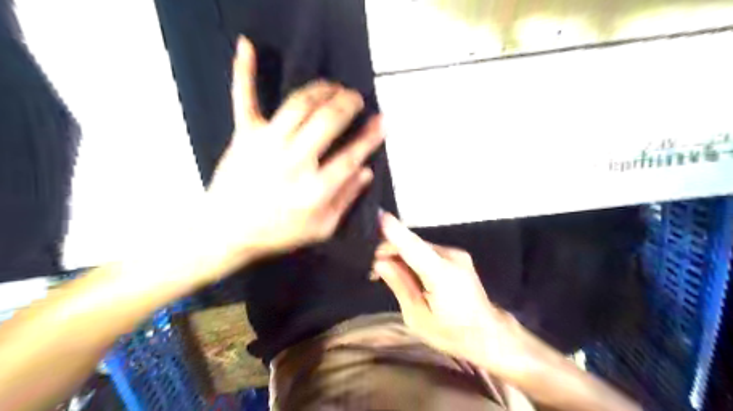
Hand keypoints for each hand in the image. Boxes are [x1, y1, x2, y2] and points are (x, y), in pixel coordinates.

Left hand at [200, 38, 383, 263]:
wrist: (228, 231)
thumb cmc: (278, 233)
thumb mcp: (321, 228)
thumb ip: (346, 199)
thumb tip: (366, 172)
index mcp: (315, 189)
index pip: (352, 155)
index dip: (371, 136)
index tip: (383, 121)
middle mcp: (294, 162)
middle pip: (328, 121)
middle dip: (348, 104)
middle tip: (356, 99)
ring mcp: (267, 145)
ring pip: (299, 105)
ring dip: (321, 90)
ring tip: (333, 87)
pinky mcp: (244, 136)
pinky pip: (244, 98)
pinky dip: (245, 71)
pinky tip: (248, 46)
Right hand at [374, 211, 523, 374]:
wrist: (488, 333)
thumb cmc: (451, 333)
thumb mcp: (418, 317)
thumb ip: (400, 286)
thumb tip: (381, 263)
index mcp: (442, 276)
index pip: (414, 248)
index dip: (396, 232)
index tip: (379, 216)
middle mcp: (452, 258)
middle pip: (413, 244)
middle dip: (391, 251)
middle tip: (375, 272)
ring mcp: (457, 254)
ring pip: (419, 246)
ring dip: (402, 255)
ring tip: (392, 275)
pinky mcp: (457, 255)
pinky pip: (428, 251)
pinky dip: (414, 257)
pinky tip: (409, 273)